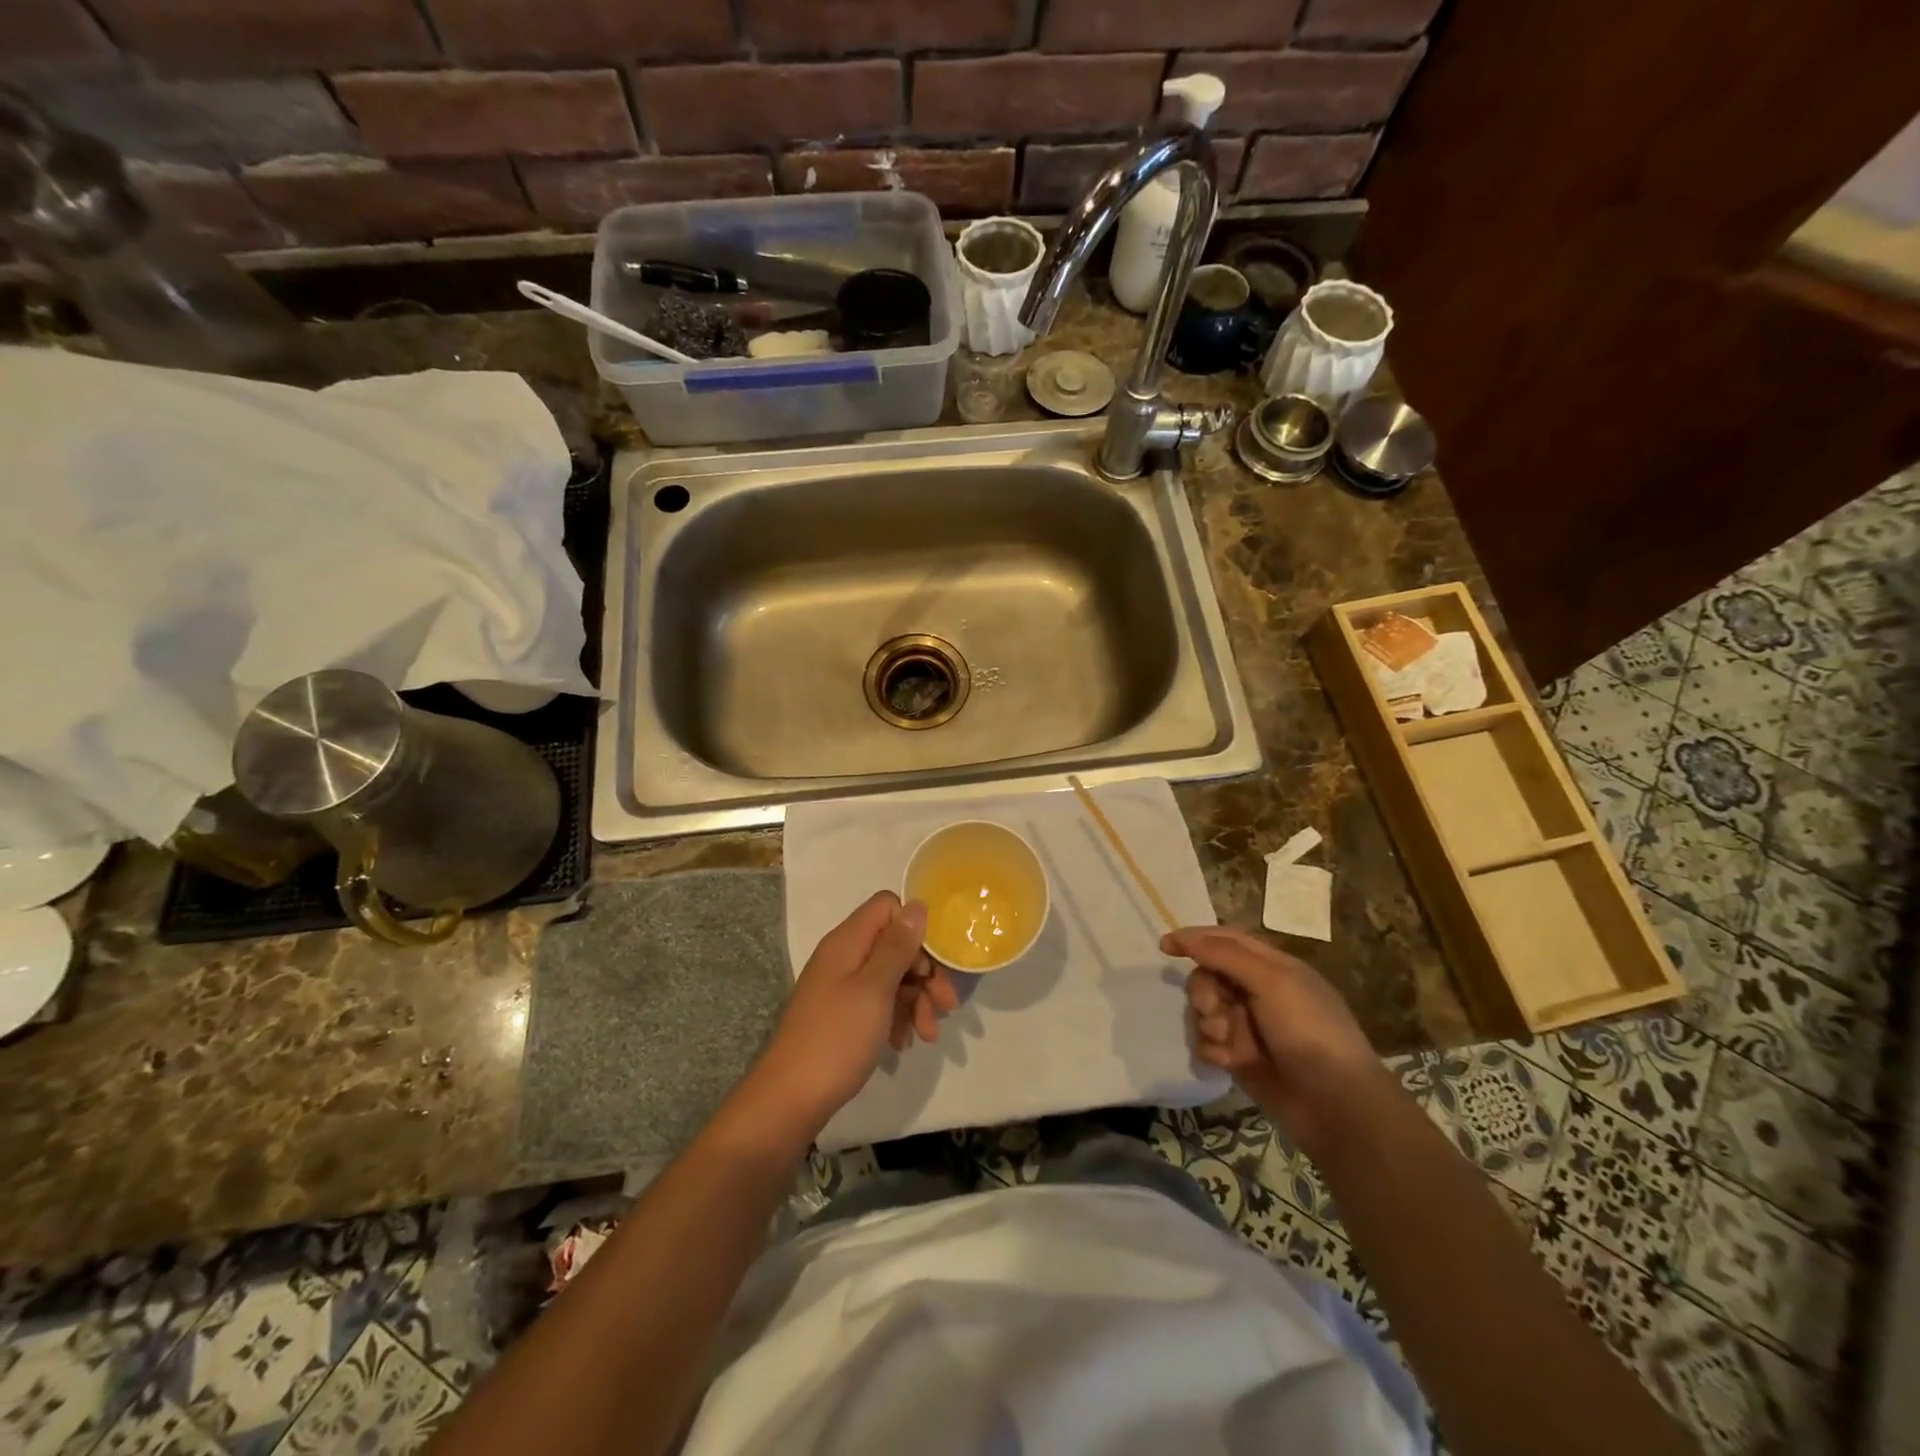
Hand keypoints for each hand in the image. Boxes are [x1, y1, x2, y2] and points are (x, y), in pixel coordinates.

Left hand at [752, 892, 958, 1133]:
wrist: (790, 1100)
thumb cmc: (836, 1039)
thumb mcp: (874, 989)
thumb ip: (896, 946)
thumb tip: (917, 905)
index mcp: (847, 942)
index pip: (888, 907)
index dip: (915, 928)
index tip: (934, 962)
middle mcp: (844, 957)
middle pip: (894, 944)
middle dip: (925, 973)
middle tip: (947, 1006)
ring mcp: (841, 987)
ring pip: (891, 977)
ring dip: (916, 1000)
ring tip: (929, 1035)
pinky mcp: (842, 1015)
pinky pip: (878, 1003)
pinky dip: (897, 1018)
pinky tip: (904, 1044)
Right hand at [1168, 925, 1385, 1157]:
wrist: (1335, 1106)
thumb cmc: (1309, 1032)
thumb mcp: (1272, 982)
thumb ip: (1225, 955)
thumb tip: (1184, 937)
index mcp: (1273, 967)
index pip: (1226, 940)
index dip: (1195, 939)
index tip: (1165, 947)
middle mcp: (1258, 992)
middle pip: (1209, 975)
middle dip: (1203, 991)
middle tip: (1211, 1009)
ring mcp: (1248, 1026)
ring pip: (1204, 1010)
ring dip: (1206, 1022)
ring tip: (1224, 1041)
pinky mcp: (1240, 1058)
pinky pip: (1207, 1042)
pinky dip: (1211, 1048)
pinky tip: (1225, 1062)